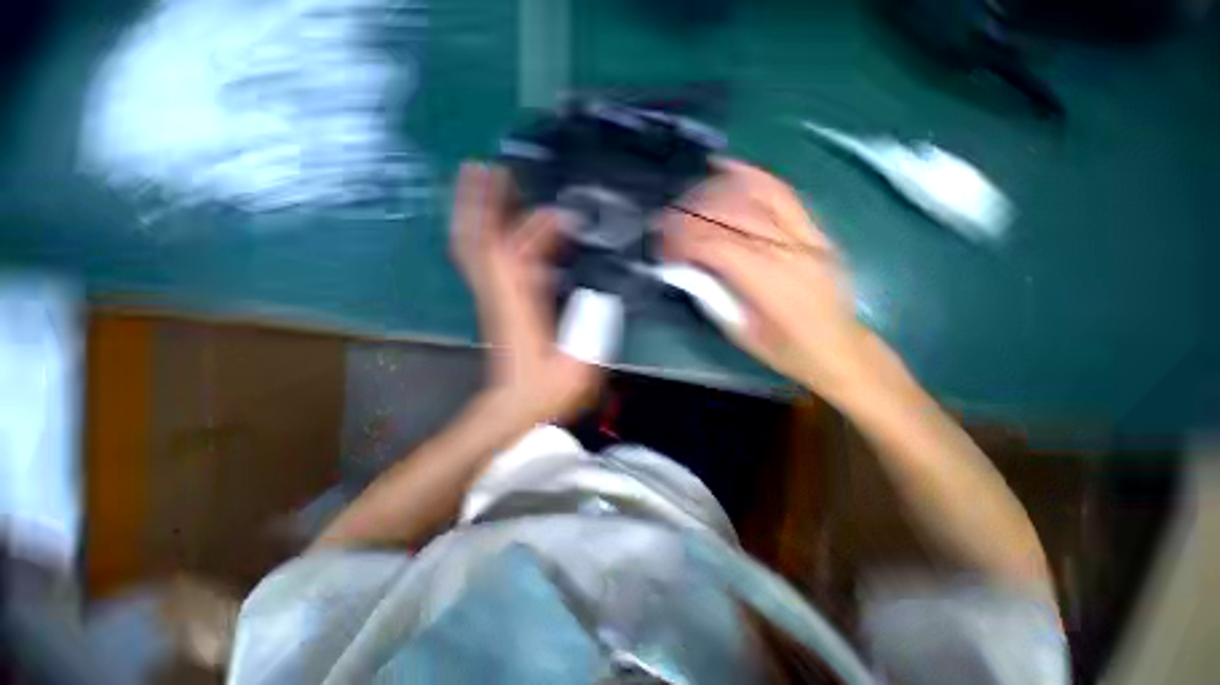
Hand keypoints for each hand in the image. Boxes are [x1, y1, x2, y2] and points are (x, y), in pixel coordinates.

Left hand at [450, 162, 601, 423]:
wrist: (516, 405)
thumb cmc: (546, 389)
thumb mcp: (577, 365)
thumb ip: (590, 327)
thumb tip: (601, 288)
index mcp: (519, 307)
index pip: (513, 255)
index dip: (531, 228)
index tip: (558, 213)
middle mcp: (500, 294)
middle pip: (480, 242)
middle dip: (480, 203)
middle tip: (486, 167)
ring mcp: (496, 296)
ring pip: (478, 247)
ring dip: (479, 213)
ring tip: (485, 181)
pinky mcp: (500, 301)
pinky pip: (489, 260)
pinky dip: (491, 236)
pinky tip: (503, 225)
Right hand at [662, 159, 871, 397]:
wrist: (840, 349)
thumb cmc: (786, 351)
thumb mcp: (739, 332)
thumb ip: (711, 294)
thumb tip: (682, 266)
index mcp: (768, 282)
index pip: (714, 245)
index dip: (681, 240)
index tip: (660, 246)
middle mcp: (788, 249)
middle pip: (731, 213)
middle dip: (689, 212)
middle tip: (663, 219)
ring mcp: (806, 234)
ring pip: (754, 195)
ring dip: (712, 191)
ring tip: (686, 198)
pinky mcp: (814, 229)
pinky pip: (782, 192)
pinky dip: (751, 175)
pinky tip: (726, 166)